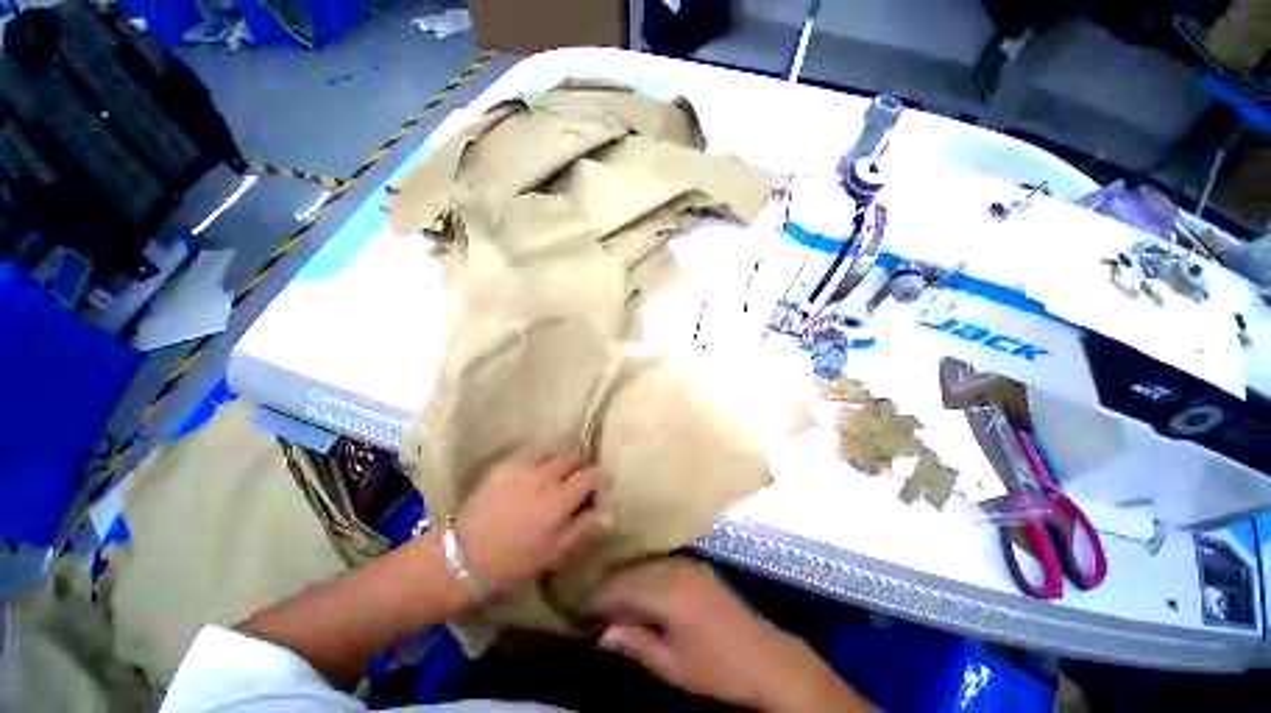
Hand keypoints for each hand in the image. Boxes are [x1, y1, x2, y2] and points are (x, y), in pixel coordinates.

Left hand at [456, 453, 610, 595]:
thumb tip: (610, 511)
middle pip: (572, 456)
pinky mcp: (504, 466)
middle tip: (572, 478)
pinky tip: (531, 471)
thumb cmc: (515, 561)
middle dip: (577, 464)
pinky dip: (536, 457)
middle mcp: (546, 476)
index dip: (595, 478)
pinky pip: (528, 452)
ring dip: (557, 458)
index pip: (590, 474)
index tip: (593, 486)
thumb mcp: (555, 553)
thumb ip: (584, 528)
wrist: (465, 556)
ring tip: (552, 471)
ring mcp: (523, 468)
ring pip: (551, 450)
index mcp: (561, 499)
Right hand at [595, 559, 874, 712]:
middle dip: (610, 585)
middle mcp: (675, 569)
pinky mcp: (698, 564)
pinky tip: (639, 585)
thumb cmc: (717, 669)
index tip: (578, 604)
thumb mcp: (673, 666)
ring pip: (646, 563)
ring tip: (610, 594)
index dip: (598, 596)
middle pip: (632, 571)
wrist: (766, 657)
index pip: (621, 588)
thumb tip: (601, 634)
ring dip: (627, 576)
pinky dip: (646, 572)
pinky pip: (662, 562)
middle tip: (591, 601)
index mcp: (668, 593)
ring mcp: (689, 563)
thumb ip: (636, 644)